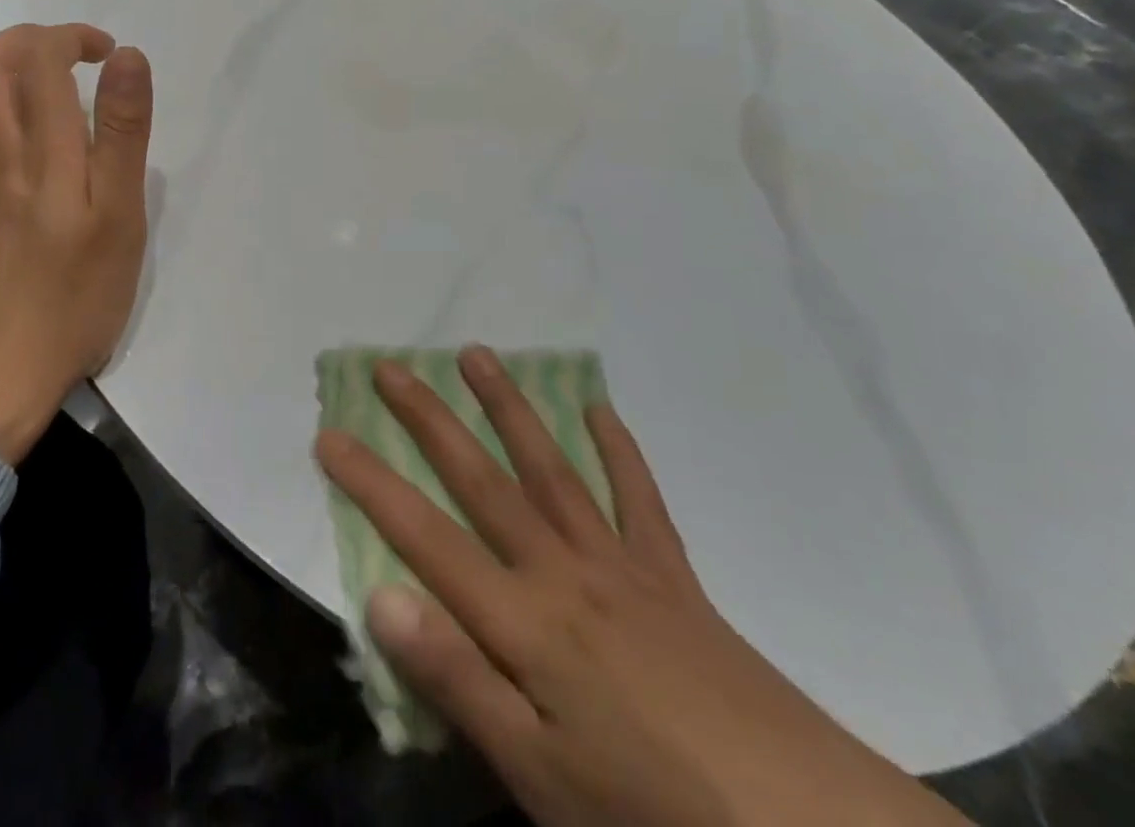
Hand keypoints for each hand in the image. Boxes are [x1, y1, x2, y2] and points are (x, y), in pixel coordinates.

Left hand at [0, 23, 152, 462]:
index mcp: (43, 151)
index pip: (38, 59)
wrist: (3, 371)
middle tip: (67, 54)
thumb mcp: (120, 215)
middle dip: (24, 41)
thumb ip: (123, 133)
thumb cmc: (78, 296)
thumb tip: (127, 59)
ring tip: (25, 76)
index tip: (106, 53)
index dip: (70, 37)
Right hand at [316, 347, 970, 826]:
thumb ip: (457, 678)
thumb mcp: (539, 774)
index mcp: (521, 619)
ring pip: (549, 466)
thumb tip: (381, 594)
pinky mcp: (671, 576)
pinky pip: (638, 498)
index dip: (371, 483)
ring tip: (476, 356)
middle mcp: (560, 568)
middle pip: (480, 478)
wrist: (804, 826)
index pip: (423, 534)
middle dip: (428, 418)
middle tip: (391, 366)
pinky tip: (600, 409)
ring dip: (508, 408)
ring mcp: (618, 563)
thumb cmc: (652, 813)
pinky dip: (618, 450)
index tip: (329, 433)